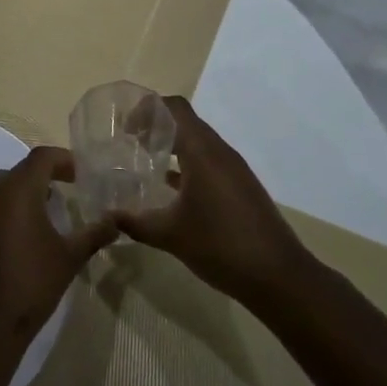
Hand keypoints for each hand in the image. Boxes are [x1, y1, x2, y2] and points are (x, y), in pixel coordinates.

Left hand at [0, 147, 115, 344]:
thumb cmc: (33, 281)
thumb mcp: (70, 256)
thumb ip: (94, 234)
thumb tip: (116, 222)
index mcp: (19, 190)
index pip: (42, 157)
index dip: (63, 160)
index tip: (81, 175)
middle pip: (21, 168)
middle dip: (45, 174)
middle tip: (67, 188)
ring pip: (3, 185)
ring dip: (26, 189)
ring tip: (50, 208)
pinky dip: (11, 206)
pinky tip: (29, 231)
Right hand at [114, 96, 309, 302]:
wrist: (279, 277)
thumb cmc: (221, 246)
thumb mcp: (170, 235)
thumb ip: (135, 222)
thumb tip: (108, 216)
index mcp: (202, 152)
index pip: (174, 108)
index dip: (146, 110)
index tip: (124, 129)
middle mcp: (220, 152)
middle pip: (185, 121)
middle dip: (155, 126)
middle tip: (128, 143)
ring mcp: (233, 170)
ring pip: (198, 142)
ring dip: (172, 145)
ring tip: (144, 162)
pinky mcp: (240, 187)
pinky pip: (208, 162)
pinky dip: (186, 165)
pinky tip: (169, 188)